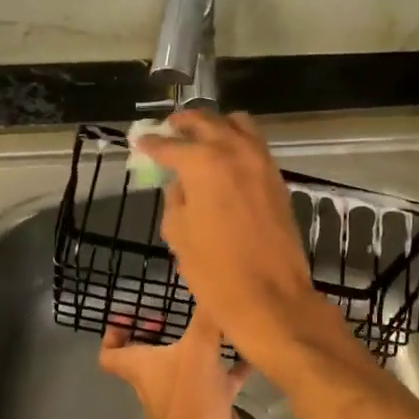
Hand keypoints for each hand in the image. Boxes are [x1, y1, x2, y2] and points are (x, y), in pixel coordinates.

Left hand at [100, 311, 250, 418]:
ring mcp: (188, 395)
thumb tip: (212, 280)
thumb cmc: (192, 401)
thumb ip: (206, 316)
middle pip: (153, 354)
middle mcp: (160, 381)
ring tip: (225, 320)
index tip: (130, 315)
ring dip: (203, 345)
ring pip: (191, 364)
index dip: (115, 334)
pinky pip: (223, 378)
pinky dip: (235, 364)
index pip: (113, 354)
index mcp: (143, 368)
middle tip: (183, 309)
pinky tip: (253, 348)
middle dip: (166, 331)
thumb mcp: (198, 349)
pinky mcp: (213, 407)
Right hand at [138, 110, 350, 371]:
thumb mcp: (179, 234)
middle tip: (169, 129)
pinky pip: (254, 143)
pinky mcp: (277, 176)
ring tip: (199, 137)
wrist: (272, 297)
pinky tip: (225, 157)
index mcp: (202, 163)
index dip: (151, 143)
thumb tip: (180, 183)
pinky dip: (237, 141)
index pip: (169, 144)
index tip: (140, 140)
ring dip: (215, 125)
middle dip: (184, 122)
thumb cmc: (215, 272)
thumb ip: (175, 199)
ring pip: (237, 123)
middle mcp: (234, 151)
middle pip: (205, 121)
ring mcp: (261, 161)